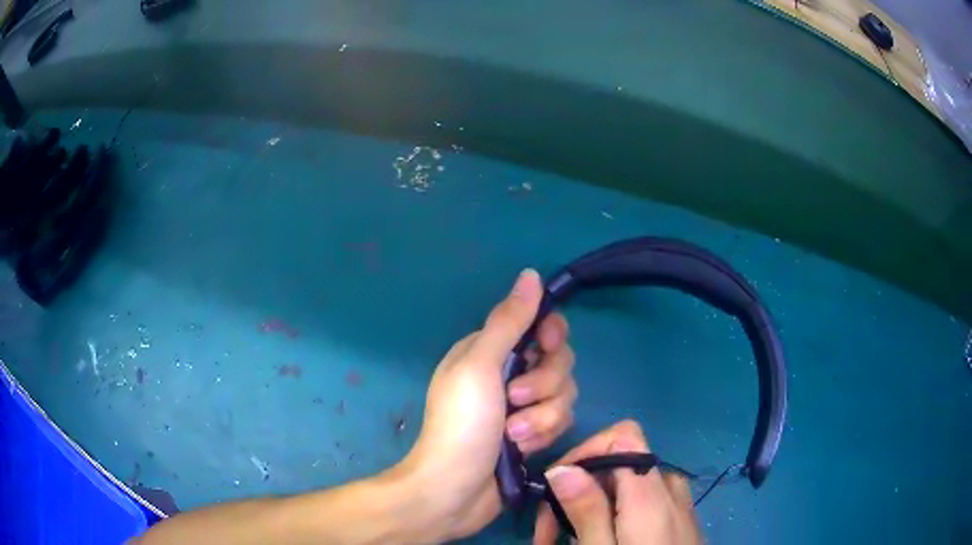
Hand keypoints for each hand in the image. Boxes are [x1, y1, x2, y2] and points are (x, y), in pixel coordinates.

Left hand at [398, 269, 577, 540]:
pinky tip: (521, 450)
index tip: (545, 347)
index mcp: (489, 351)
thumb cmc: (461, 425)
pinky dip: (542, 435)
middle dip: (543, 384)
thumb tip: (530, 275)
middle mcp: (508, 374)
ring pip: (563, 394)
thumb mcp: (480, 367)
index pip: (538, 325)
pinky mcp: (533, 434)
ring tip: (514, 435)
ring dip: (541, 417)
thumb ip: (508, 322)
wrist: (454, 491)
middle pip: (557, 361)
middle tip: (514, 402)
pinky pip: (559, 422)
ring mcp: (522, 407)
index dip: (549, 335)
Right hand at [535, 421, 700, 544]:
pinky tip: (598, 540)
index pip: (623, 436)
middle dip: (577, 491)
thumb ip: (587, 509)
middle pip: (619, 464)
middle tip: (545, 532)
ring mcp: (678, 505)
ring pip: (627, 486)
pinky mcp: (678, 520)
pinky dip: (613, 515)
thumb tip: (561, 467)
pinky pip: (643, 503)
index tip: (556, 485)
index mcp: (651, 493)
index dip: (587, 450)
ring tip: (561, 542)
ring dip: (591, 506)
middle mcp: (669, 489)